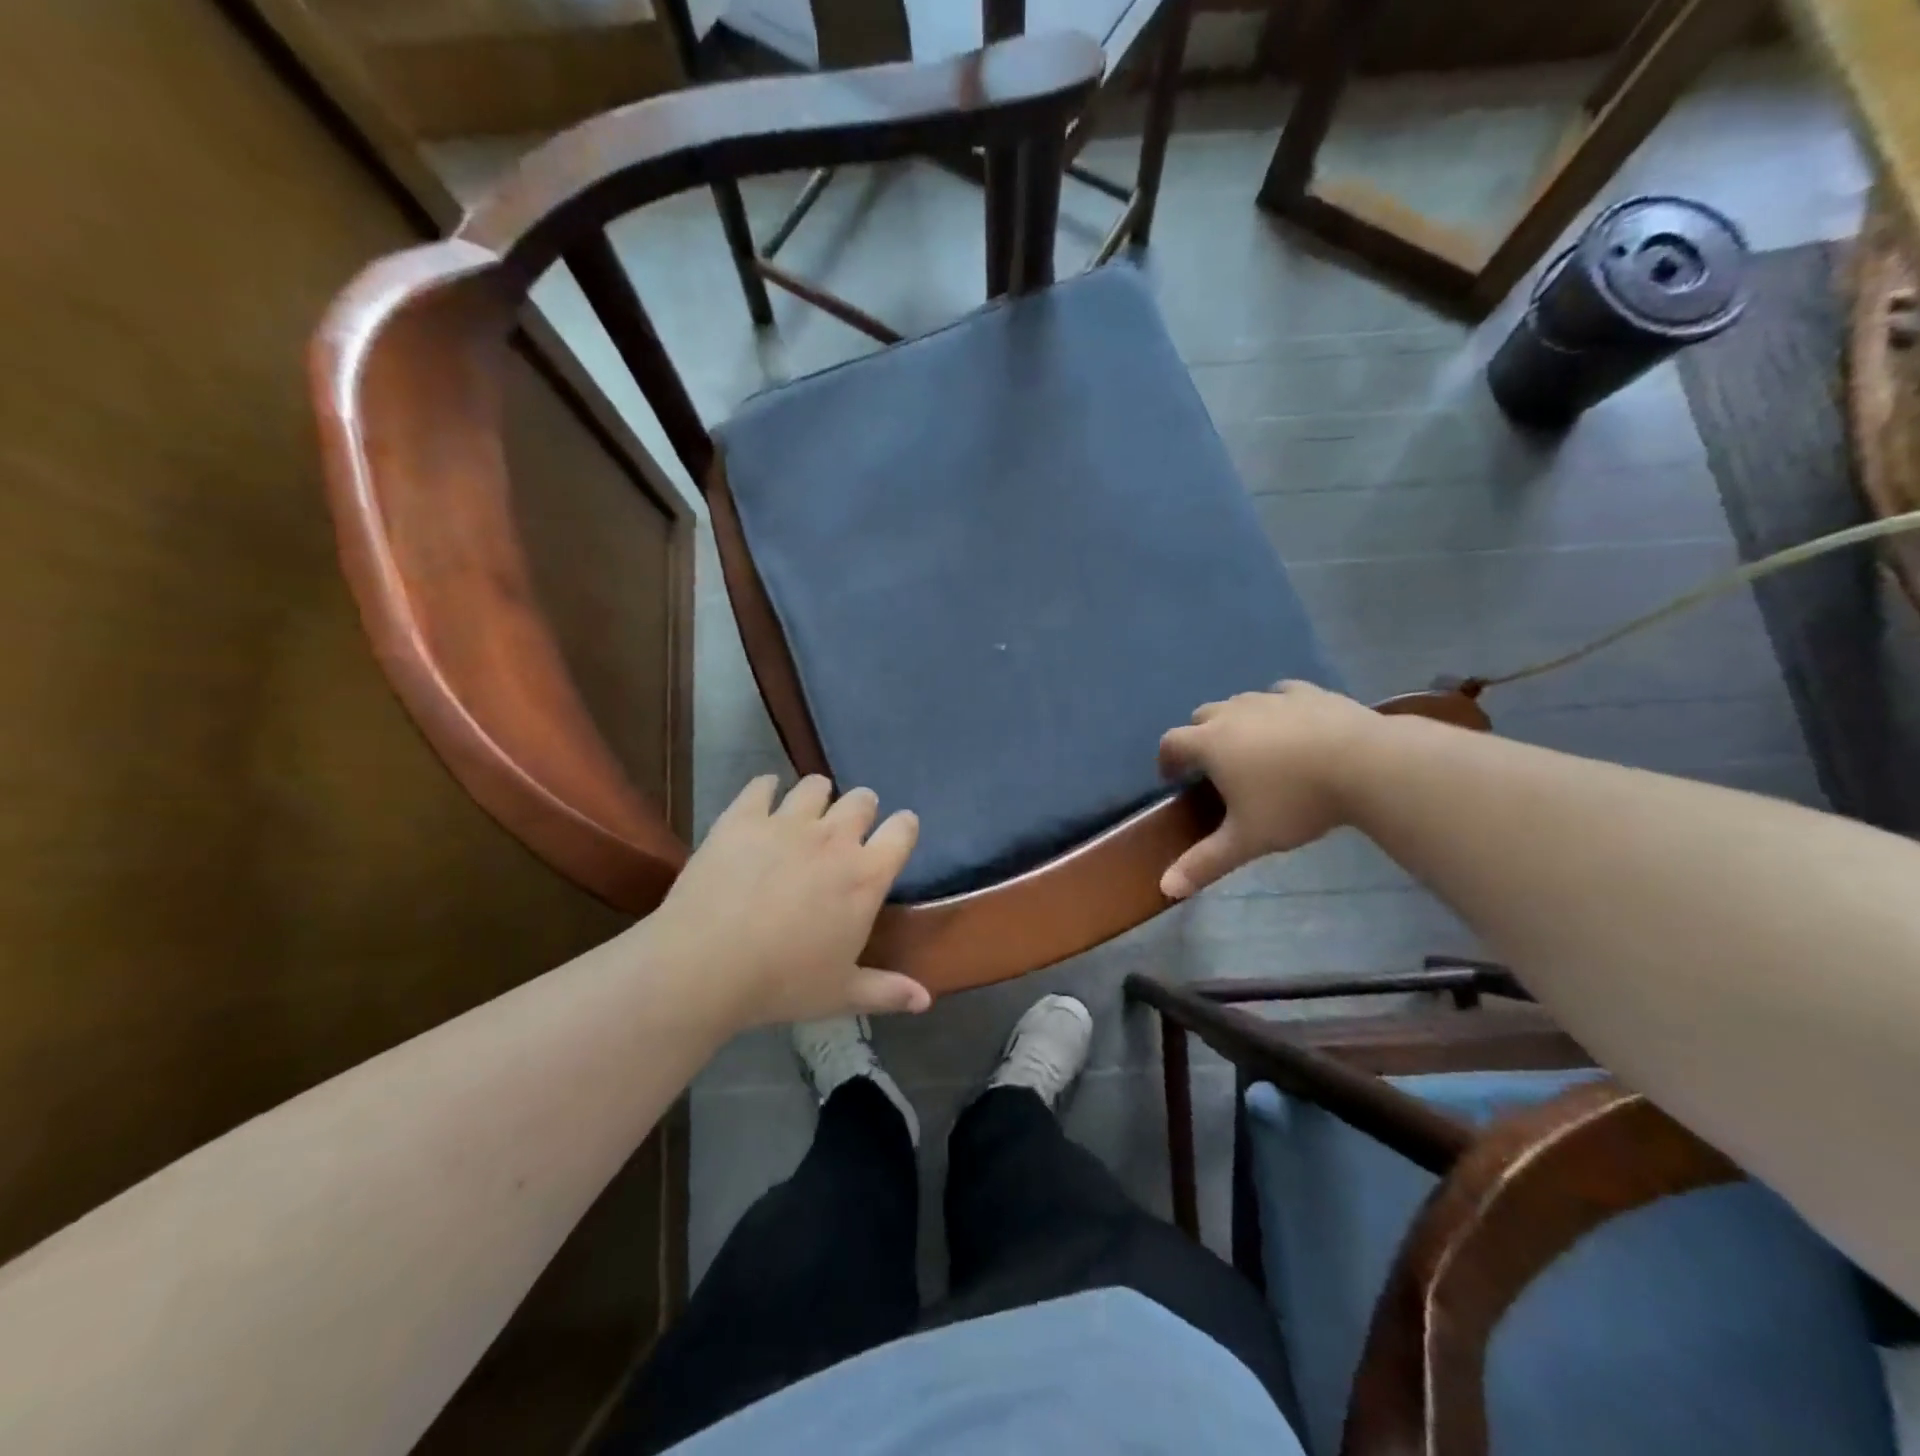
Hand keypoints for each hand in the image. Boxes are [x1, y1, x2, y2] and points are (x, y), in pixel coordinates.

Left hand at [647, 775, 928, 1028]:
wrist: (704, 966)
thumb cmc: (781, 984)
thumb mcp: (840, 995)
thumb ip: (887, 991)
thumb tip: (926, 1001)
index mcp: (865, 876)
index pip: (903, 831)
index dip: (903, 828)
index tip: (897, 834)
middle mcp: (833, 838)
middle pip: (862, 800)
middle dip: (861, 809)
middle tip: (846, 831)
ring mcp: (787, 822)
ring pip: (815, 786)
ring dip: (817, 796)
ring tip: (806, 814)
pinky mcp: (743, 817)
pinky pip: (762, 785)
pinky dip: (766, 790)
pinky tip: (762, 802)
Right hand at [1156, 681, 1380, 899]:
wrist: (1367, 764)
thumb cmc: (1295, 801)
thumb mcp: (1247, 839)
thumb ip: (1205, 863)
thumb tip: (1166, 889)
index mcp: (1211, 743)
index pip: (1171, 742)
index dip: (1167, 760)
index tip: (1175, 778)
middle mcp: (1234, 713)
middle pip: (1201, 716)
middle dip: (1199, 738)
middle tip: (1214, 766)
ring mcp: (1272, 698)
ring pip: (1240, 702)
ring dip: (1236, 721)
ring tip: (1254, 748)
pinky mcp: (1308, 692)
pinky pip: (1281, 694)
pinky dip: (1276, 708)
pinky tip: (1291, 725)